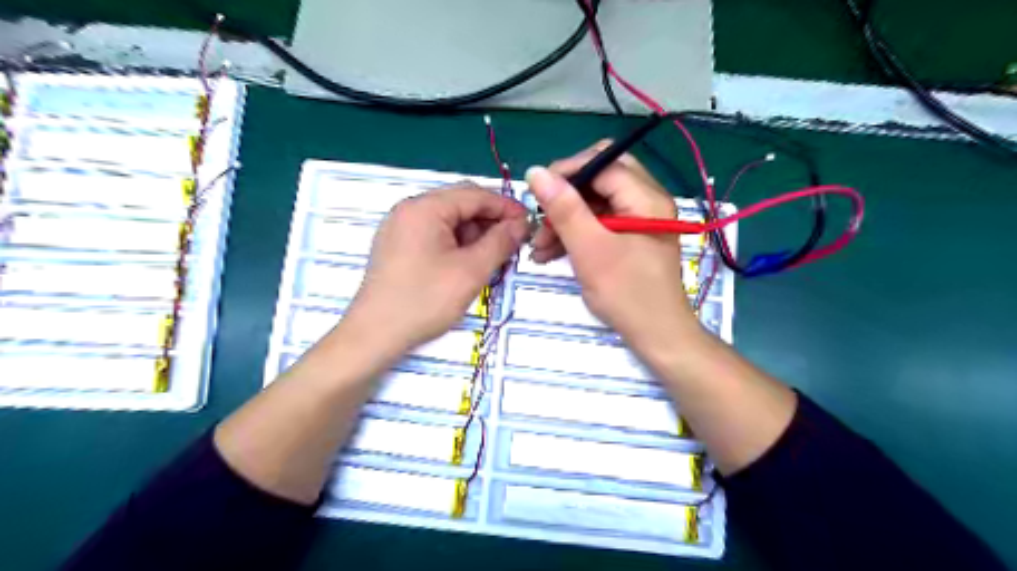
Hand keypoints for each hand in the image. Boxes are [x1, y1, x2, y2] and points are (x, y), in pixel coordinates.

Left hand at [343, 183, 531, 352]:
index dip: (505, 207)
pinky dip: (457, 244)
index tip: (529, 224)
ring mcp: (400, 227)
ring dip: (475, 234)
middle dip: (490, 221)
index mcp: (425, 207)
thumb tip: (521, 223)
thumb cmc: (425, 300)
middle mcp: (410, 209)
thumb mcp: (471, 271)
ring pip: (448, 220)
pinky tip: (469, 263)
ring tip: (493, 257)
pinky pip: (435, 234)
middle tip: (514, 243)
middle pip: (460, 204)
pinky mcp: (397, 246)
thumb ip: (500, 242)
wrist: (375, 335)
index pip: (475, 194)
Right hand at [524, 141, 698, 350]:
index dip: (566, 172)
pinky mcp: (631, 236)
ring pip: (596, 201)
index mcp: (646, 197)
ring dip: (566, 218)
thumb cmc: (626, 294)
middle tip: (542, 217)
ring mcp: (640, 218)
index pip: (602, 162)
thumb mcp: (590, 249)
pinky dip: (576, 232)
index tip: (536, 194)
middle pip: (599, 178)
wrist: (656, 335)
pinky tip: (552, 252)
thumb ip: (564, 209)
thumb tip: (535, 172)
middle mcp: (647, 200)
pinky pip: (600, 221)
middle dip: (565, 196)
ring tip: (540, 246)